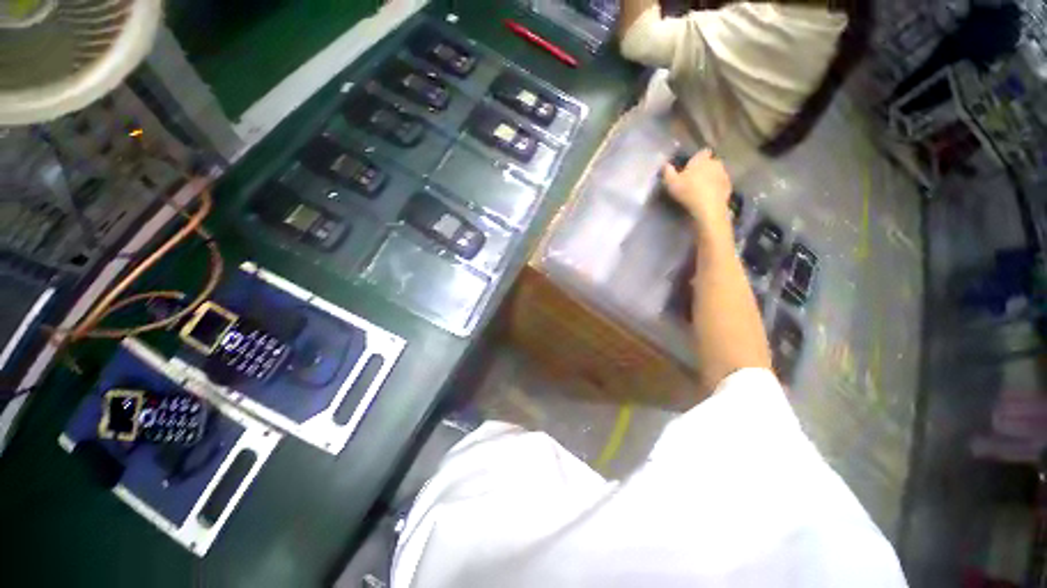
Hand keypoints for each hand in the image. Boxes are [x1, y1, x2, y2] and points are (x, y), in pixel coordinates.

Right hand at [662, 150, 731, 235]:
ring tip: (701, 189)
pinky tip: (709, 196)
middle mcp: (715, 163)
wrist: (708, 208)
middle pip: (710, 162)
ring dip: (711, 178)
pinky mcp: (729, 186)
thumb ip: (668, 172)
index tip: (691, 166)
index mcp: (702, 159)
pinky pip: (721, 184)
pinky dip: (716, 188)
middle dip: (704, 168)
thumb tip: (665, 165)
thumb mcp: (671, 183)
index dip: (697, 158)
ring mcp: (724, 174)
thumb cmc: (688, 192)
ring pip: (717, 173)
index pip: (702, 152)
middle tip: (694, 180)